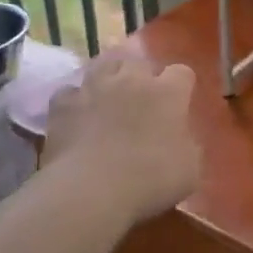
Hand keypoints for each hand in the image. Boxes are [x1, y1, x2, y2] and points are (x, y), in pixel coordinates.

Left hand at [42, 54, 199, 226]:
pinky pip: (70, 92)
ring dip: (109, 76)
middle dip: (143, 75)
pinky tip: (78, 114)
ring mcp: (94, 88)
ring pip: (103, 64)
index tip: (180, 104)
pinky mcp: (63, 104)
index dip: (181, 87)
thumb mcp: (190, 169)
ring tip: (109, 94)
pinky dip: (76, 100)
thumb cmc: (151, 180)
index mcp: (167, 93)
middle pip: (139, 61)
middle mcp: (131, 80)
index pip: (182, 73)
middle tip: (143, 99)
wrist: (92, 191)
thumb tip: (180, 139)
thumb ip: (188, 145)